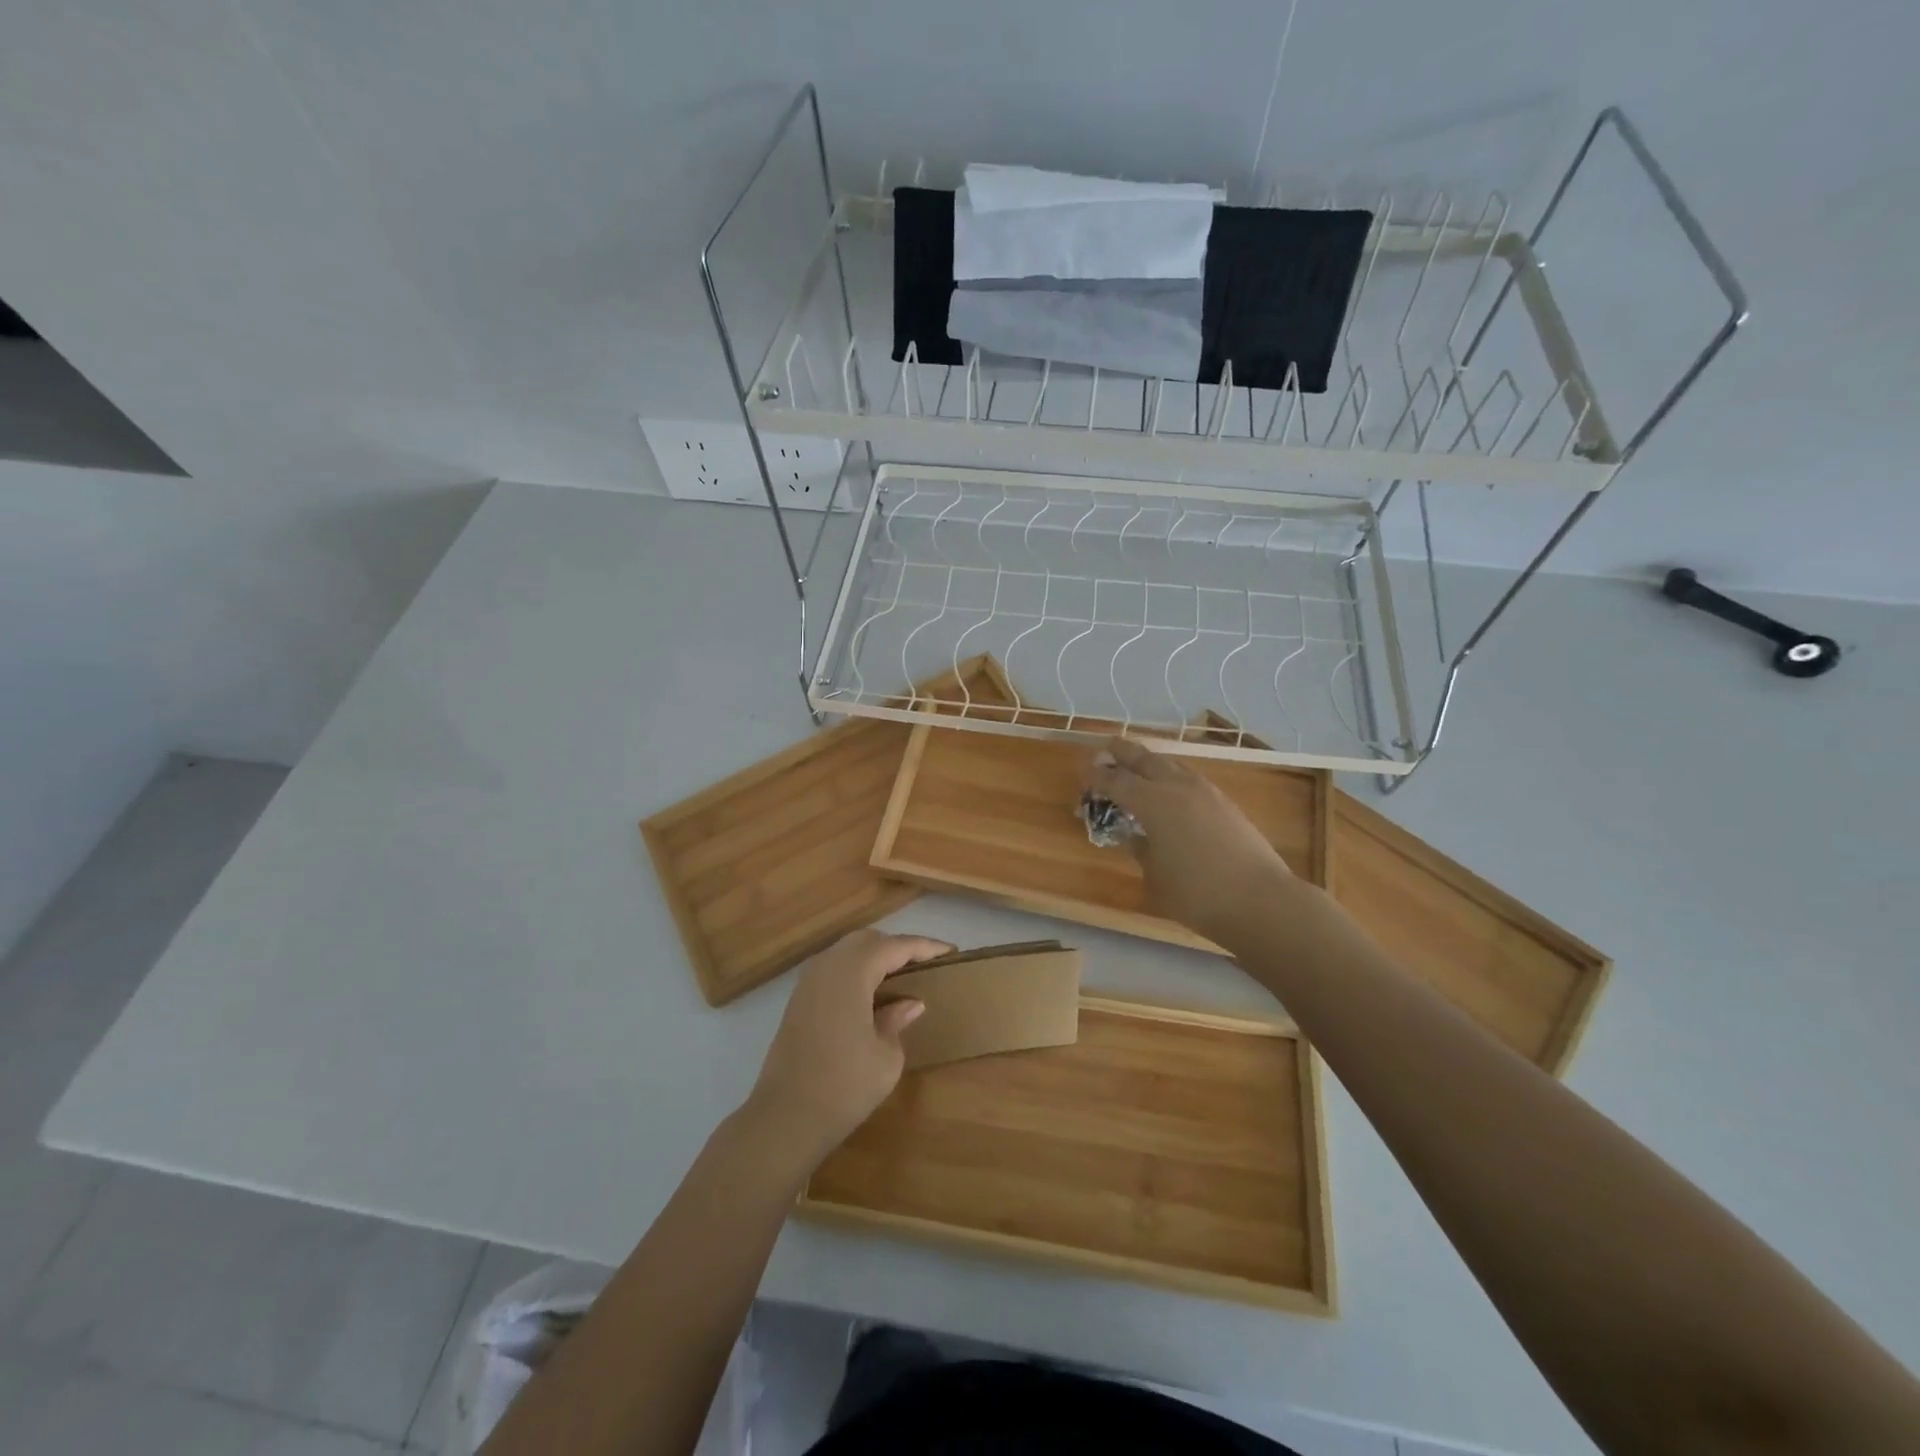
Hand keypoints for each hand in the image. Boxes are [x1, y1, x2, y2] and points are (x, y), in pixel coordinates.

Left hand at [741, 929, 952, 1165]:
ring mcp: (807, 981)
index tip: (950, 951)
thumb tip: (909, 1003)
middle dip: (897, 946)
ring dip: (874, 957)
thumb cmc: (843, 1087)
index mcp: (852, 972)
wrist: (785, 1118)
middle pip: (868, 940)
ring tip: (901, 976)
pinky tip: (871, 993)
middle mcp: (827, 966)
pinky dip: (855, 971)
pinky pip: (833, 969)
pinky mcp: (798, 1000)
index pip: (895, 946)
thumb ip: (897, 1020)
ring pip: (847, 951)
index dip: (924, 947)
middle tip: (925, 963)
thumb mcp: (886, 1057)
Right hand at [1084, 736, 1291, 943]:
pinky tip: (1172, 788)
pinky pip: (1189, 778)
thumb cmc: (1197, 894)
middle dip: (1123, 753)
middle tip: (1107, 748)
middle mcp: (1177, 787)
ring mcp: (1206, 793)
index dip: (1098, 777)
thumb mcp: (1155, 876)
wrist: (1260, 901)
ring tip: (1139, 765)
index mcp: (1153, 802)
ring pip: (1171, 765)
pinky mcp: (1226, 804)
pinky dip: (1172, 776)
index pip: (1117, 781)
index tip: (1084, 773)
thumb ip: (1141, 850)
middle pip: (1145, 760)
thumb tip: (1134, 836)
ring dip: (1151, 762)